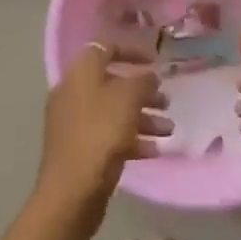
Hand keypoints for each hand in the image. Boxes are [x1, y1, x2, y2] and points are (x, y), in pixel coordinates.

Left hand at [34, 43, 171, 228]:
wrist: (72, 191)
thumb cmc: (101, 134)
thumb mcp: (128, 99)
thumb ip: (142, 81)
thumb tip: (148, 77)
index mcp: (80, 74)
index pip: (105, 48)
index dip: (131, 51)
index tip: (155, 61)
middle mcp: (74, 94)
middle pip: (112, 84)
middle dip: (143, 92)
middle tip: (166, 102)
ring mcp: (75, 123)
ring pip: (114, 112)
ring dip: (143, 118)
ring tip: (168, 130)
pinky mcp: (80, 150)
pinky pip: (109, 136)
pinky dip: (132, 139)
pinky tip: (154, 151)